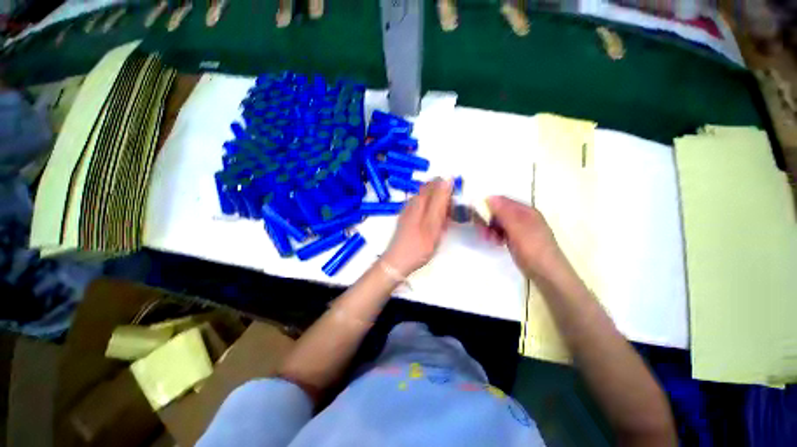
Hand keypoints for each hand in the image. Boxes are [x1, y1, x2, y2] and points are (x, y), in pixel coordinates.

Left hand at [382, 178, 452, 275]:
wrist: (398, 262)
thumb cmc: (418, 244)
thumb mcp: (433, 222)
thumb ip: (439, 201)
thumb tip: (447, 179)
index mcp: (419, 201)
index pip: (435, 183)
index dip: (448, 186)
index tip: (459, 197)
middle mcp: (412, 202)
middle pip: (430, 191)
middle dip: (445, 197)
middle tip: (455, 211)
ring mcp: (408, 212)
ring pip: (427, 201)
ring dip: (439, 206)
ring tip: (448, 219)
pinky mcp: (408, 220)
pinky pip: (423, 210)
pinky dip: (432, 214)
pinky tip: (436, 225)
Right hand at [485, 196, 567, 279]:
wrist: (546, 273)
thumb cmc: (532, 248)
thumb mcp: (517, 228)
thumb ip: (503, 212)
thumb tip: (489, 197)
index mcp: (525, 211)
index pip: (502, 201)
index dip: (488, 207)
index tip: (477, 218)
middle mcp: (523, 216)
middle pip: (499, 212)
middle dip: (488, 220)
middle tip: (483, 232)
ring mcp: (520, 228)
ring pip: (499, 222)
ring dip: (491, 229)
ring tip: (489, 240)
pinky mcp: (517, 238)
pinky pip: (502, 231)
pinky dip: (496, 235)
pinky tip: (496, 243)